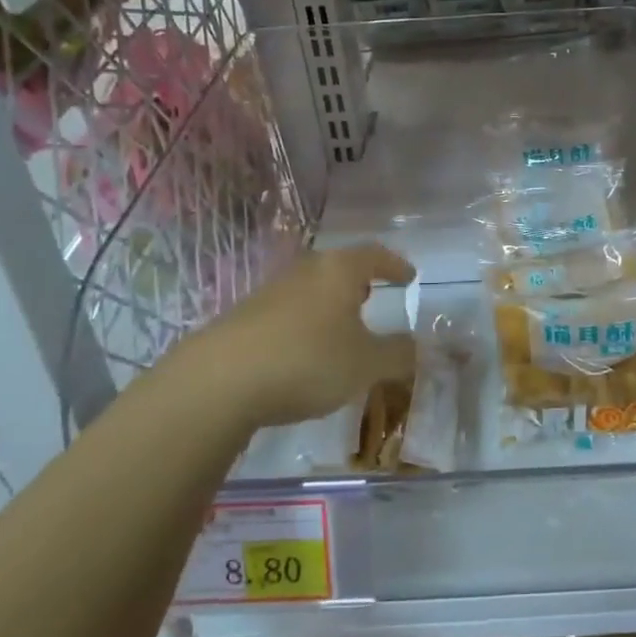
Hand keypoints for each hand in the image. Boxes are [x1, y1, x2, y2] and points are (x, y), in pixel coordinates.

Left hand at [156, 244, 416, 430]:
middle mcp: (305, 271)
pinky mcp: (244, 316)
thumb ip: (397, 354)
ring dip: (330, 303)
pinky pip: (288, 311)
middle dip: (359, 281)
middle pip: (338, 267)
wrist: (220, 380)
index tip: (409, 277)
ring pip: (311, 288)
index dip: (395, 265)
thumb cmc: (308, 360)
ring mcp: (270, 291)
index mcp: (339, 271)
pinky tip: (305, 351)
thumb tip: (415, 346)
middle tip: (373, 296)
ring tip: (341, 326)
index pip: (375, 255)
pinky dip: (305, 323)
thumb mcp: (366, 364)